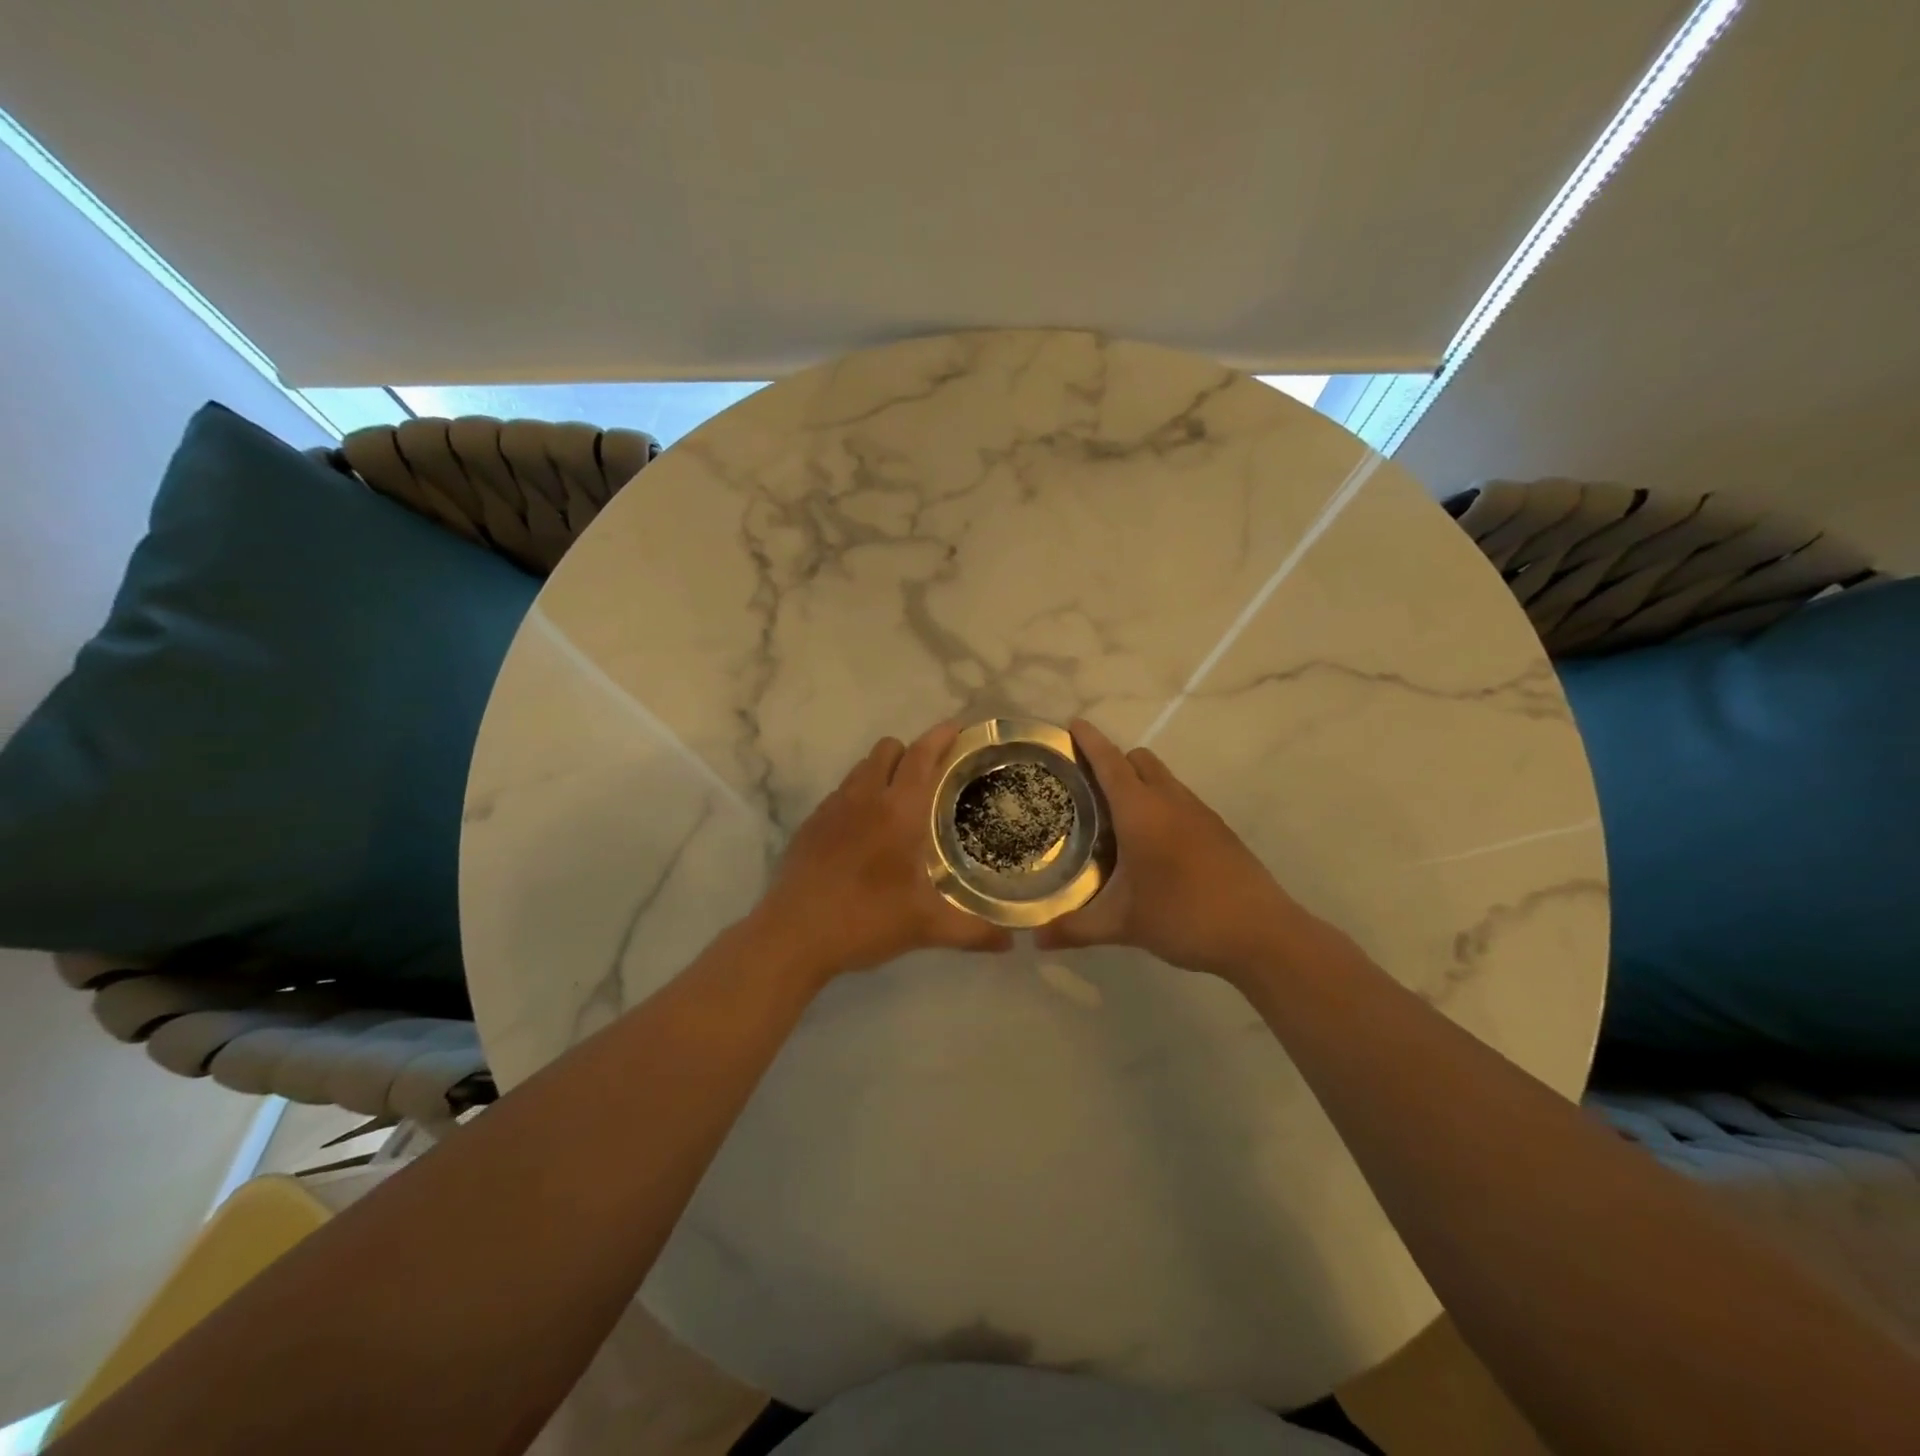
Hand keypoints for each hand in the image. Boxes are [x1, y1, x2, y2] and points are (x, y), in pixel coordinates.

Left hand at [747, 722, 1013, 984]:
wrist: (793, 935)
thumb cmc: (865, 920)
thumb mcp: (925, 928)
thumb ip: (973, 931)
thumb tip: (1011, 942)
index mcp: (898, 811)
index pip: (922, 756)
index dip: (940, 737)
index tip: (957, 728)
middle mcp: (864, 798)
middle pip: (888, 749)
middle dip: (912, 752)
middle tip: (933, 776)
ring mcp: (832, 808)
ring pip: (861, 768)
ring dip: (883, 771)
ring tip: (899, 802)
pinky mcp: (810, 824)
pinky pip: (841, 793)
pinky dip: (858, 797)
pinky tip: (864, 833)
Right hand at [1036, 718, 1309, 980]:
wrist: (1262, 934)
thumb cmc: (1184, 917)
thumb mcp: (1123, 925)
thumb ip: (1075, 929)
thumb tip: (1033, 940)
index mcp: (1141, 812)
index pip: (1109, 762)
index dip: (1089, 741)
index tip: (1071, 724)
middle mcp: (1170, 801)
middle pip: (1138, 760)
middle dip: (1112, 761)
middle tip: (1084, 787)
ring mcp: (1199, 813)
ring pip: (1162, 778)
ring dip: (1137, 783)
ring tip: (1113, 816)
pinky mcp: (1218, 830)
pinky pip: (1179, 800)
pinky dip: (1159, 804)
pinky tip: (1151, 844)